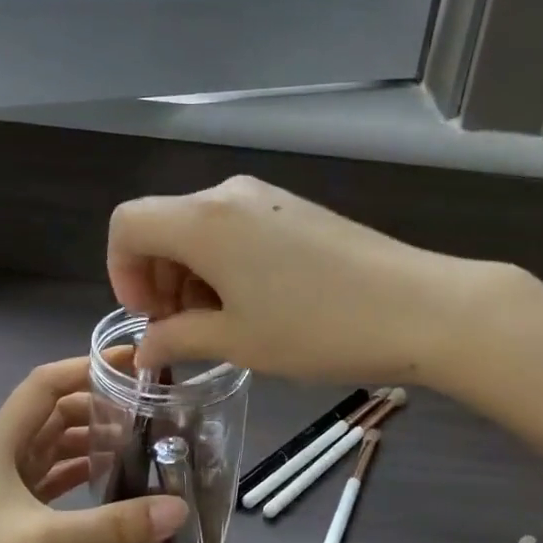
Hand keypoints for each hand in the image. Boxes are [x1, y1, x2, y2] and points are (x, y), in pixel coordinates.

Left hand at [0, 357, 185, 542]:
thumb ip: (114, 523)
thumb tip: (179, 506)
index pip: (42, 386)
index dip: (83, 368)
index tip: (131, 366)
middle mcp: (1, 462)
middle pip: (53, 415)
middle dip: (96, 405)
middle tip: (148, 408)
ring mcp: (7, 494)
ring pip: (55, 449)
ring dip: (91, 440)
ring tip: (140, 440)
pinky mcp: (17, 523)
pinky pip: (56, 482)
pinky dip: (83, 474)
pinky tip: (114, 479)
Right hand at [108, 176, 495, 384]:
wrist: (419, 307)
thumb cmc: (316, 328)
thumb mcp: (238, 341)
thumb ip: (179, 339)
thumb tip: (146, 348)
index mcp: (202, 220)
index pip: (128, 225)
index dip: (123, 271)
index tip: (149, 317)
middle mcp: (227, 195)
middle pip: (164, 225)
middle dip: (159, 278)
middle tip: (182, 332)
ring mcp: (266, 197)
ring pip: (202, 228)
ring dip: (193, 274)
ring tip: (221, 324)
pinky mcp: (296, 208)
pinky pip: (237, 228)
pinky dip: (226, 264)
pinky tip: (256, 304)